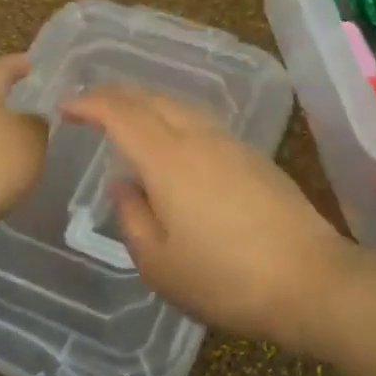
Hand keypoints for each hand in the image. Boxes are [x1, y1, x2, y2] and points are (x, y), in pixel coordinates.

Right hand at [59, 86, 351, 350]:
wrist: (310, 280)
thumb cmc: (224, 280)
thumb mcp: (159, 263)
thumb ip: (132, 217)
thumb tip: (124, 185)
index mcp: (169, 161)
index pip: (121, 114)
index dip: (90, 104)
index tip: (66, 106)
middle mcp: (199, 139)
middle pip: (153, 99)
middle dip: (117, 95)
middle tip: (91, 104)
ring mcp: (232, 145)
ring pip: (181, 106)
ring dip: (148, 103)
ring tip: (128, 116)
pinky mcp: (256, 158)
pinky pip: (203, 123)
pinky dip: (175, 119)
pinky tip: (174, 141)